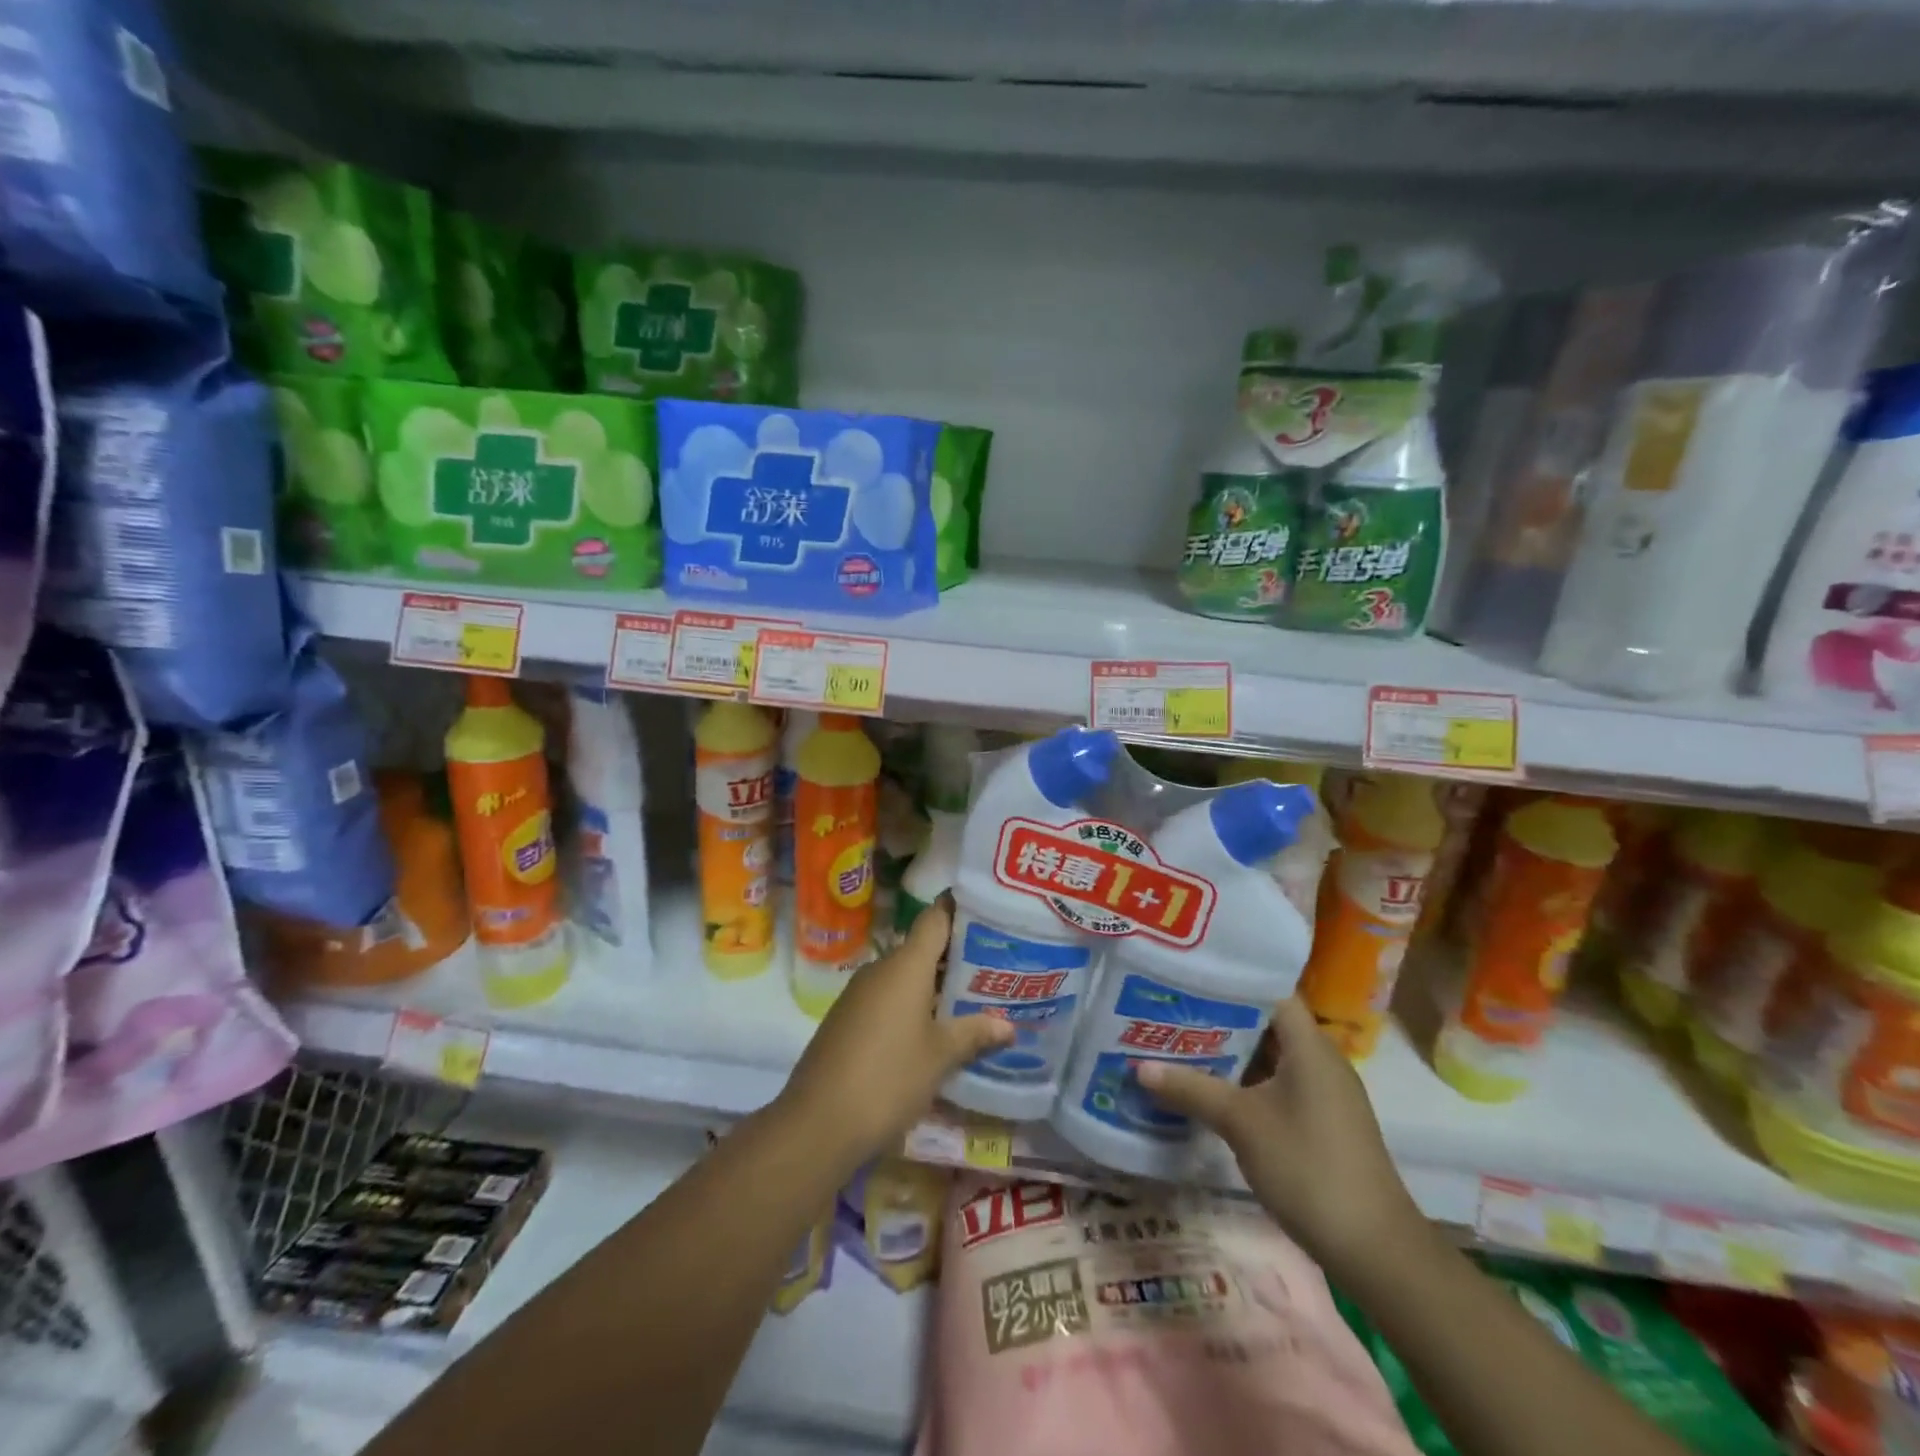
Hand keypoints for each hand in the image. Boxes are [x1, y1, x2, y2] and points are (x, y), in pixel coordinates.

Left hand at [776, 895, 1013, 1172]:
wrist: (817, 1123)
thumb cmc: (888, 1078)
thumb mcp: (940, 1057)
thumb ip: (973, 1034)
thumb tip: (1008, 1025)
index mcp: (905, 965)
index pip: (936, 918)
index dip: (961, 909)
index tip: (990, 911)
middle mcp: (881, 969)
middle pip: (923, 948)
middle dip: (957, 957)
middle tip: (995, 967)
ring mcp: (859, 994)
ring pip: (905, 977)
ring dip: (935, 986)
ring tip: (972, 1000)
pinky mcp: (847, 1019)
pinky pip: (888, 999)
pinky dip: (912, 1006)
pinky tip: (934, 1030)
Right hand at [1135, 996, 1421, 1278]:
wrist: (1375, 1251)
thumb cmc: (1308, 1168)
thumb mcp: (1241, 1123)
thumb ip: (1191, 1089)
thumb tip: (1139, 1066)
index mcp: (1310, 1045)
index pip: (1268, 991)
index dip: (1228, 981)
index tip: (1186, 978)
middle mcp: (1320, 1060)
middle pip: (1265, 1024)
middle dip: (1218, 1018)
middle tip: (1170, 1010)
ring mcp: (1324, 1093)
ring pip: (1269, 1058)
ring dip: (1229, 1054)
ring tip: (1179, 1044)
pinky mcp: (1322, 1122)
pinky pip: (1277, 1085)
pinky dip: (1245, 1082)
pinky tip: (1210, 1090)